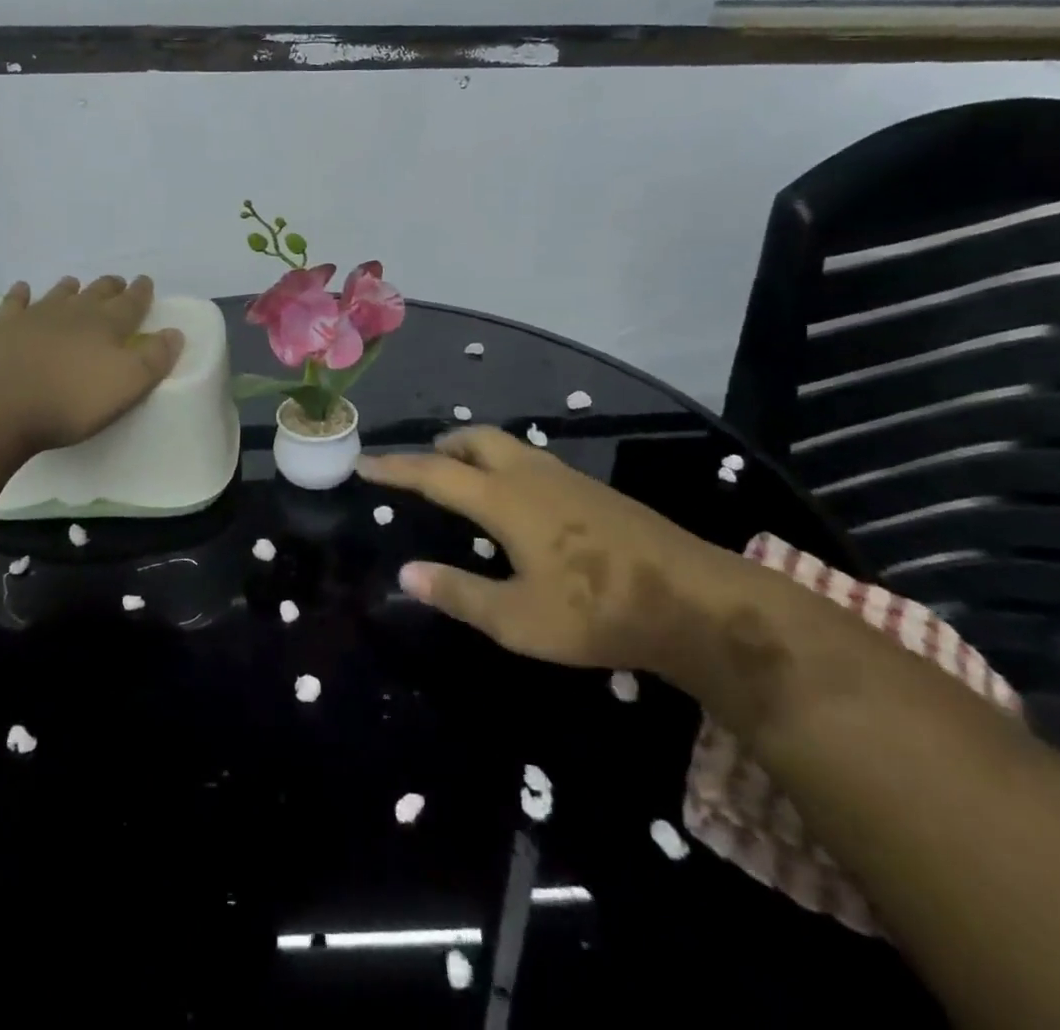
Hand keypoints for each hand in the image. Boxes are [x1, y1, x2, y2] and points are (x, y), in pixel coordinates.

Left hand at [0, 275, 184, 454]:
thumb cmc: (71, 401)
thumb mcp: (127, 385)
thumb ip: (154, 359)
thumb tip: (174, 332)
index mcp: (106, 325)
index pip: (131, 302)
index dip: (141, 292)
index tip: (145, 281)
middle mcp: (73, 313)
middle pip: (96, 293)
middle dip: (110, 287)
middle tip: (117, 283)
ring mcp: (34, 317)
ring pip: (58, 295)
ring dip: (70, 289)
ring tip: (75, 284)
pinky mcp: (2, 330)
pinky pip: (14, 304)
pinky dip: (20, 295)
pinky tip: (22, 289)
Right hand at [356, 427, 738, 675]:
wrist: (694, 600)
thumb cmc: (596, 611)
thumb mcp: (518, 619)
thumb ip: (459, 593)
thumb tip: (406, 573)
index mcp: (504, 500)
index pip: (434, 473)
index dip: (396, 468)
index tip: (365, 464)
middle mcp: (530, 475)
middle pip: (474, 439)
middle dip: (440, 447)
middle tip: (419, 468)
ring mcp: (566, 477)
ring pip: (507, 446)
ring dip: (474, 452)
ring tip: (461, 479)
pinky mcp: (592, 489)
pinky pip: (531, 461)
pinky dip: (504, 465)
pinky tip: (515, 503)